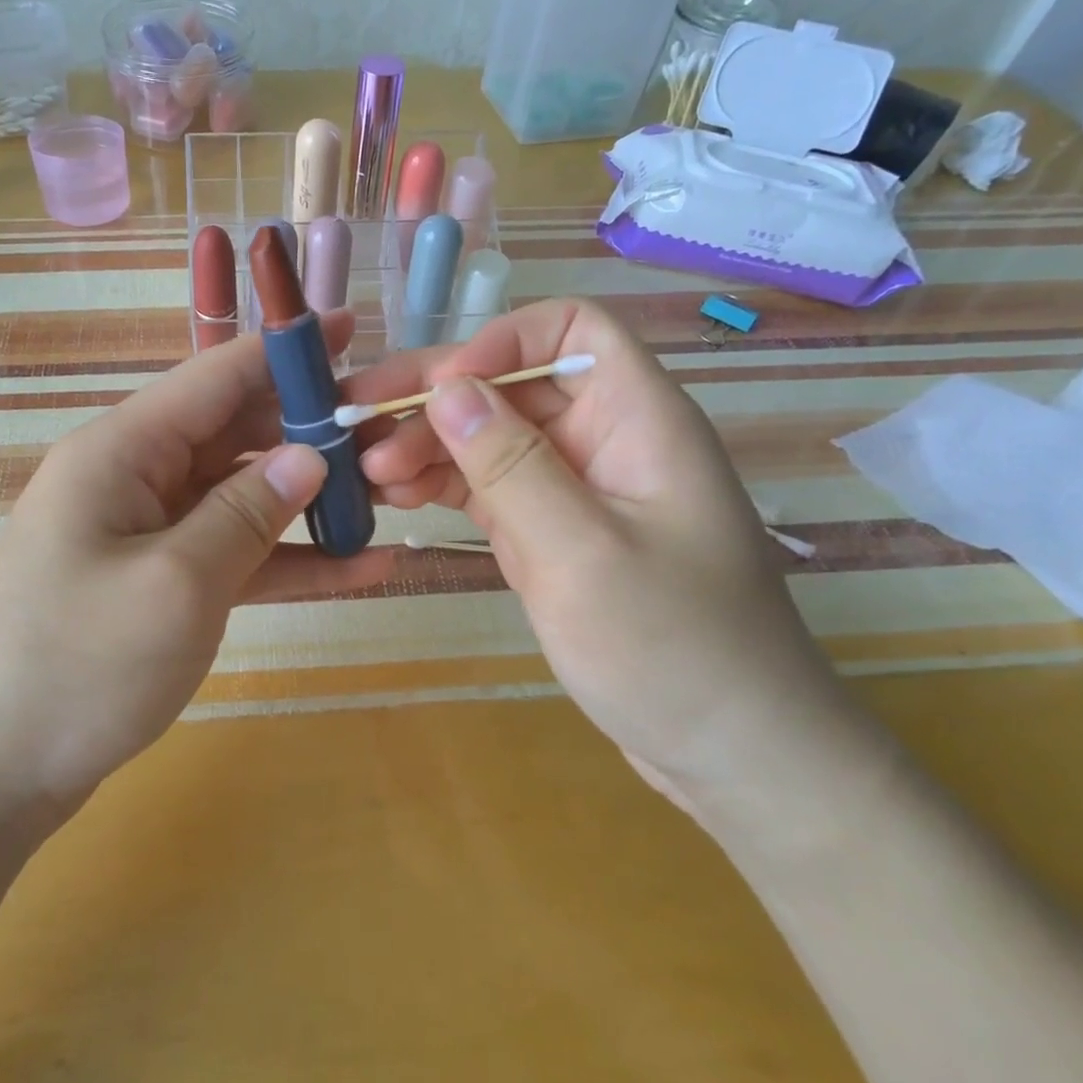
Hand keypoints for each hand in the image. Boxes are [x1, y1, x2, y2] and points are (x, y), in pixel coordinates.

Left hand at [0, 318, 394, 812]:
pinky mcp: (160, 583)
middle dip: (310, 434)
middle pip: (235, 435)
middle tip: (391, 436)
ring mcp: (147, 533)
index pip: (214, 377)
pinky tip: (361, 568)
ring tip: (392, 499)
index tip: (353, 328)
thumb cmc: (78, 666)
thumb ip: (249, 512)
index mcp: (121, 451)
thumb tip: (310, 456)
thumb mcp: (177, 583)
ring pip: (242, 496)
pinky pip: (233, 554)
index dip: (284, 352)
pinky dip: (288, 558)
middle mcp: (133, 478)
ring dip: (310, 501)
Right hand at [352, 298, 837, 789]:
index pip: (570, 331)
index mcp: (637, 420)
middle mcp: (601, 440)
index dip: (501, 342)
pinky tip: (391, 496)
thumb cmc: (672, 649)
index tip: (439, 392)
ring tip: (364, 471)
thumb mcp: (582, 552)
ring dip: (425, 445)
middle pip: (511, 384)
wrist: (728, 751)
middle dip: (434, 399)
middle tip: (355, 425)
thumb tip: (446, 389)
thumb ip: (512, 465)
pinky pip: (486, 487)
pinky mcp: (548, 531)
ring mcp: (571, 488)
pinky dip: (439, 485)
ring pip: (488, 436)